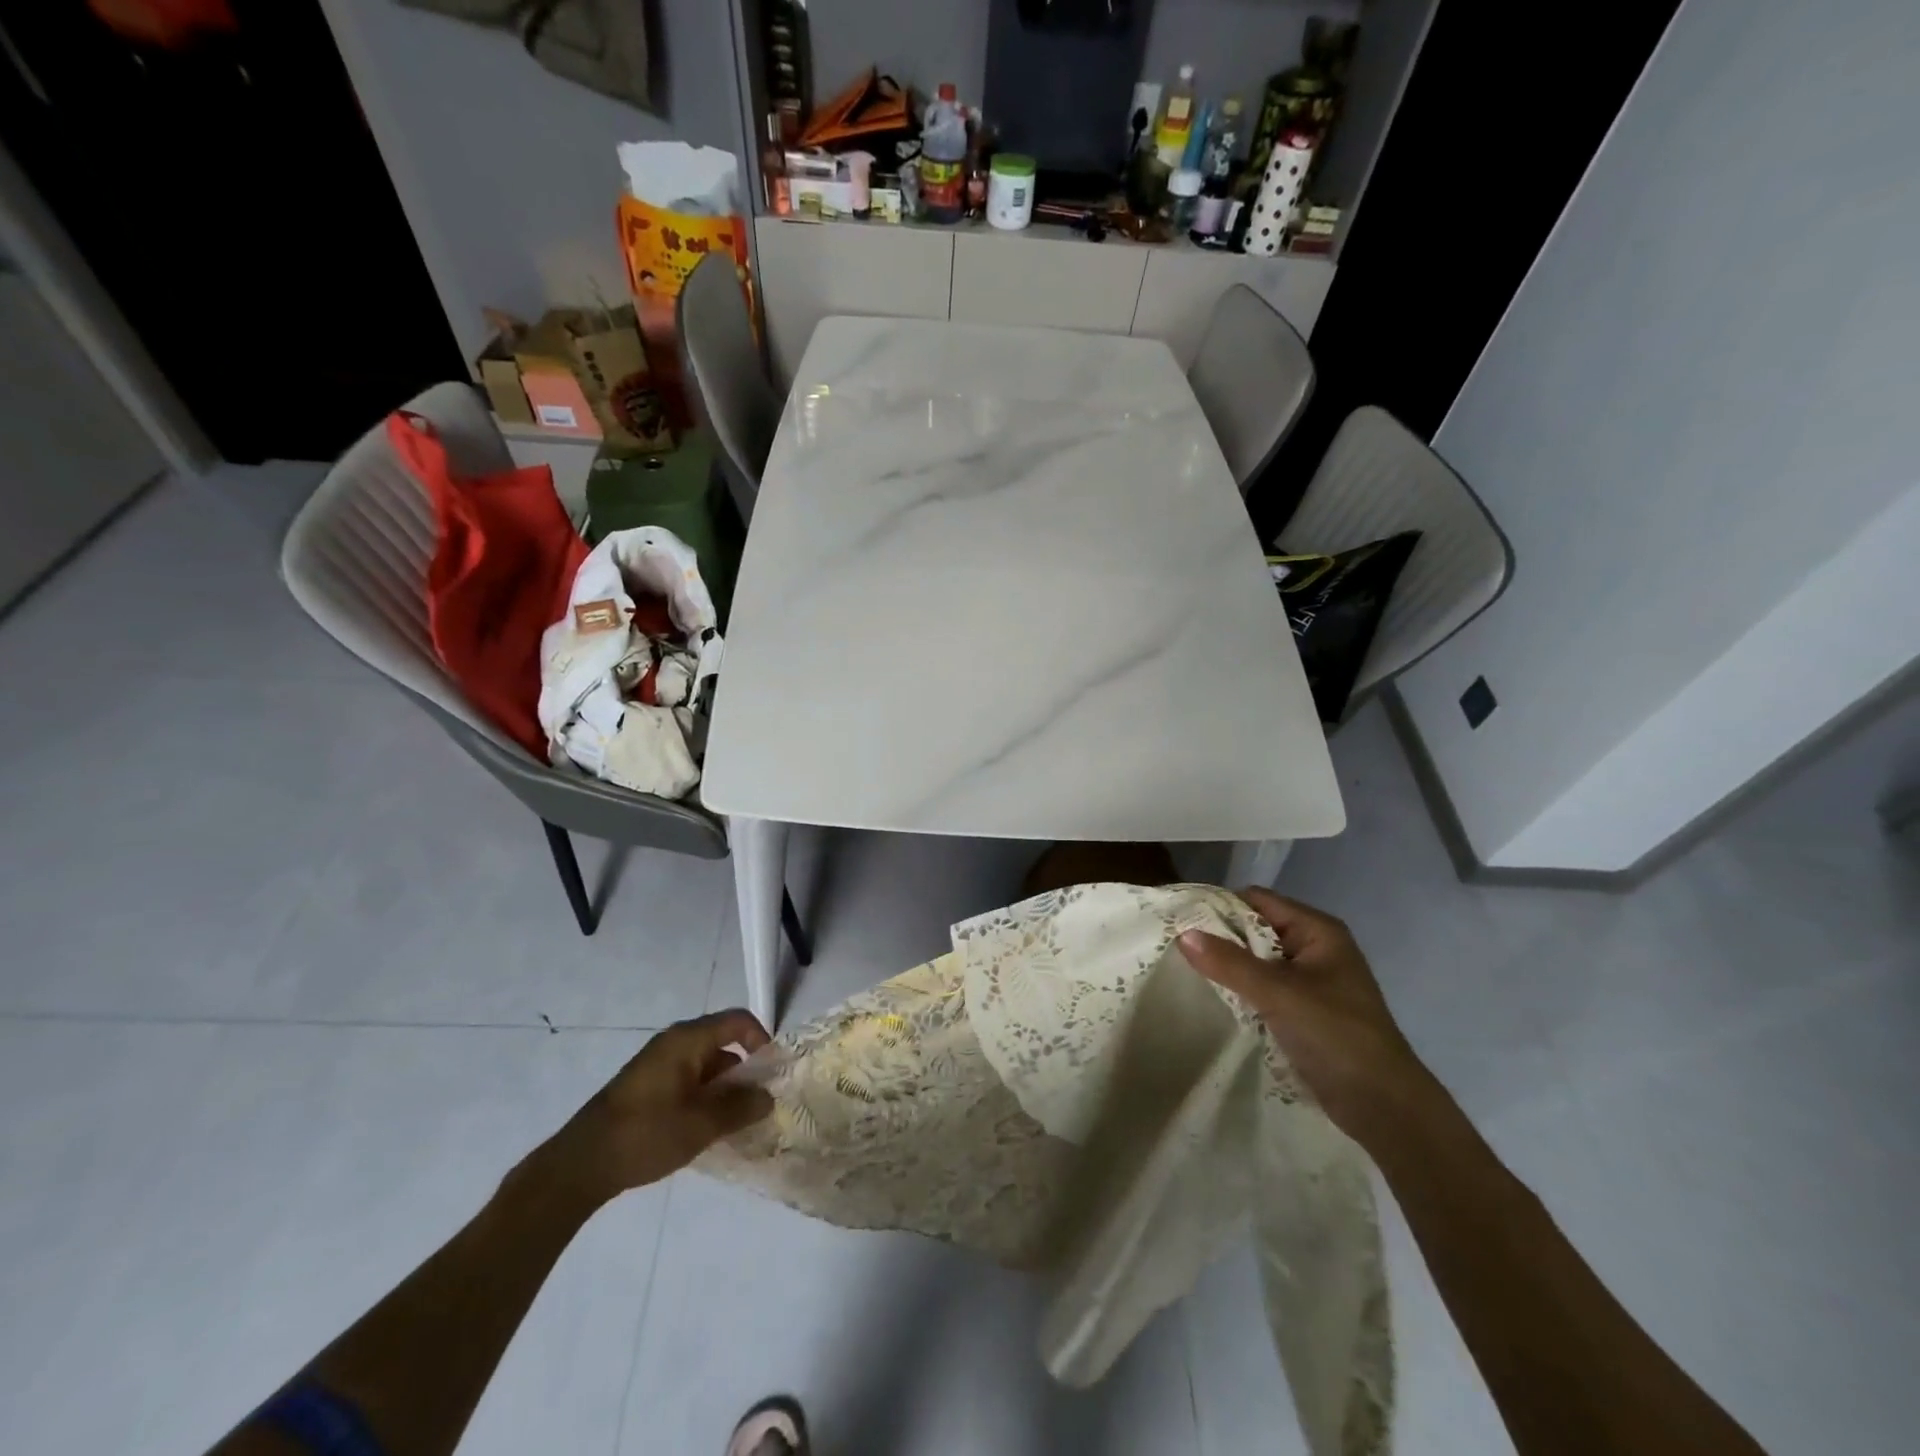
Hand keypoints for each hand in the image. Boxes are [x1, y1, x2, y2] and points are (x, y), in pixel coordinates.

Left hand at [529, 1010, 773, 1208]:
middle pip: (723, 1043)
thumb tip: (767, 1097)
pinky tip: (706, 1129)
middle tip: (758, 1103)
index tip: (772, 1073)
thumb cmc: (646, 1133)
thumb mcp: (702, 1124)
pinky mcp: (647, 1086)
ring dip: (724, 1088)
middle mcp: (674, 1043)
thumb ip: (741, 1107)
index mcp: (688, 1040)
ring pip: (706, 1065)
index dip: (762, 1040)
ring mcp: (658, 1064)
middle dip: (745, 1071)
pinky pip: (688, 1080)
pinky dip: (704, 1097)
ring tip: (735, 1122)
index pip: (738, 1021)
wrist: (581, 1164)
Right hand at [1178, 887, 1433, 1141]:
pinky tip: (1214, 997)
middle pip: (1256, 928)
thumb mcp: (1279, 994)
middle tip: (1176, 945)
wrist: (1385, 1106)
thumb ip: (1230, 963)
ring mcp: (1311, 981)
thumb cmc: (1336, 1036)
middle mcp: (1315, 948)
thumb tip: (1182, 934)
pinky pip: (1263, 987)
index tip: (1181, 918)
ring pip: (1257, 960)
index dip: (1220, 906)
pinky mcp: (1304, 1010)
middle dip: (1220, 936)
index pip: (1258, 900)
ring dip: (1228, 965)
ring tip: (1186, 969)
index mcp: (1318, 931)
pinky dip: (1241, 988)